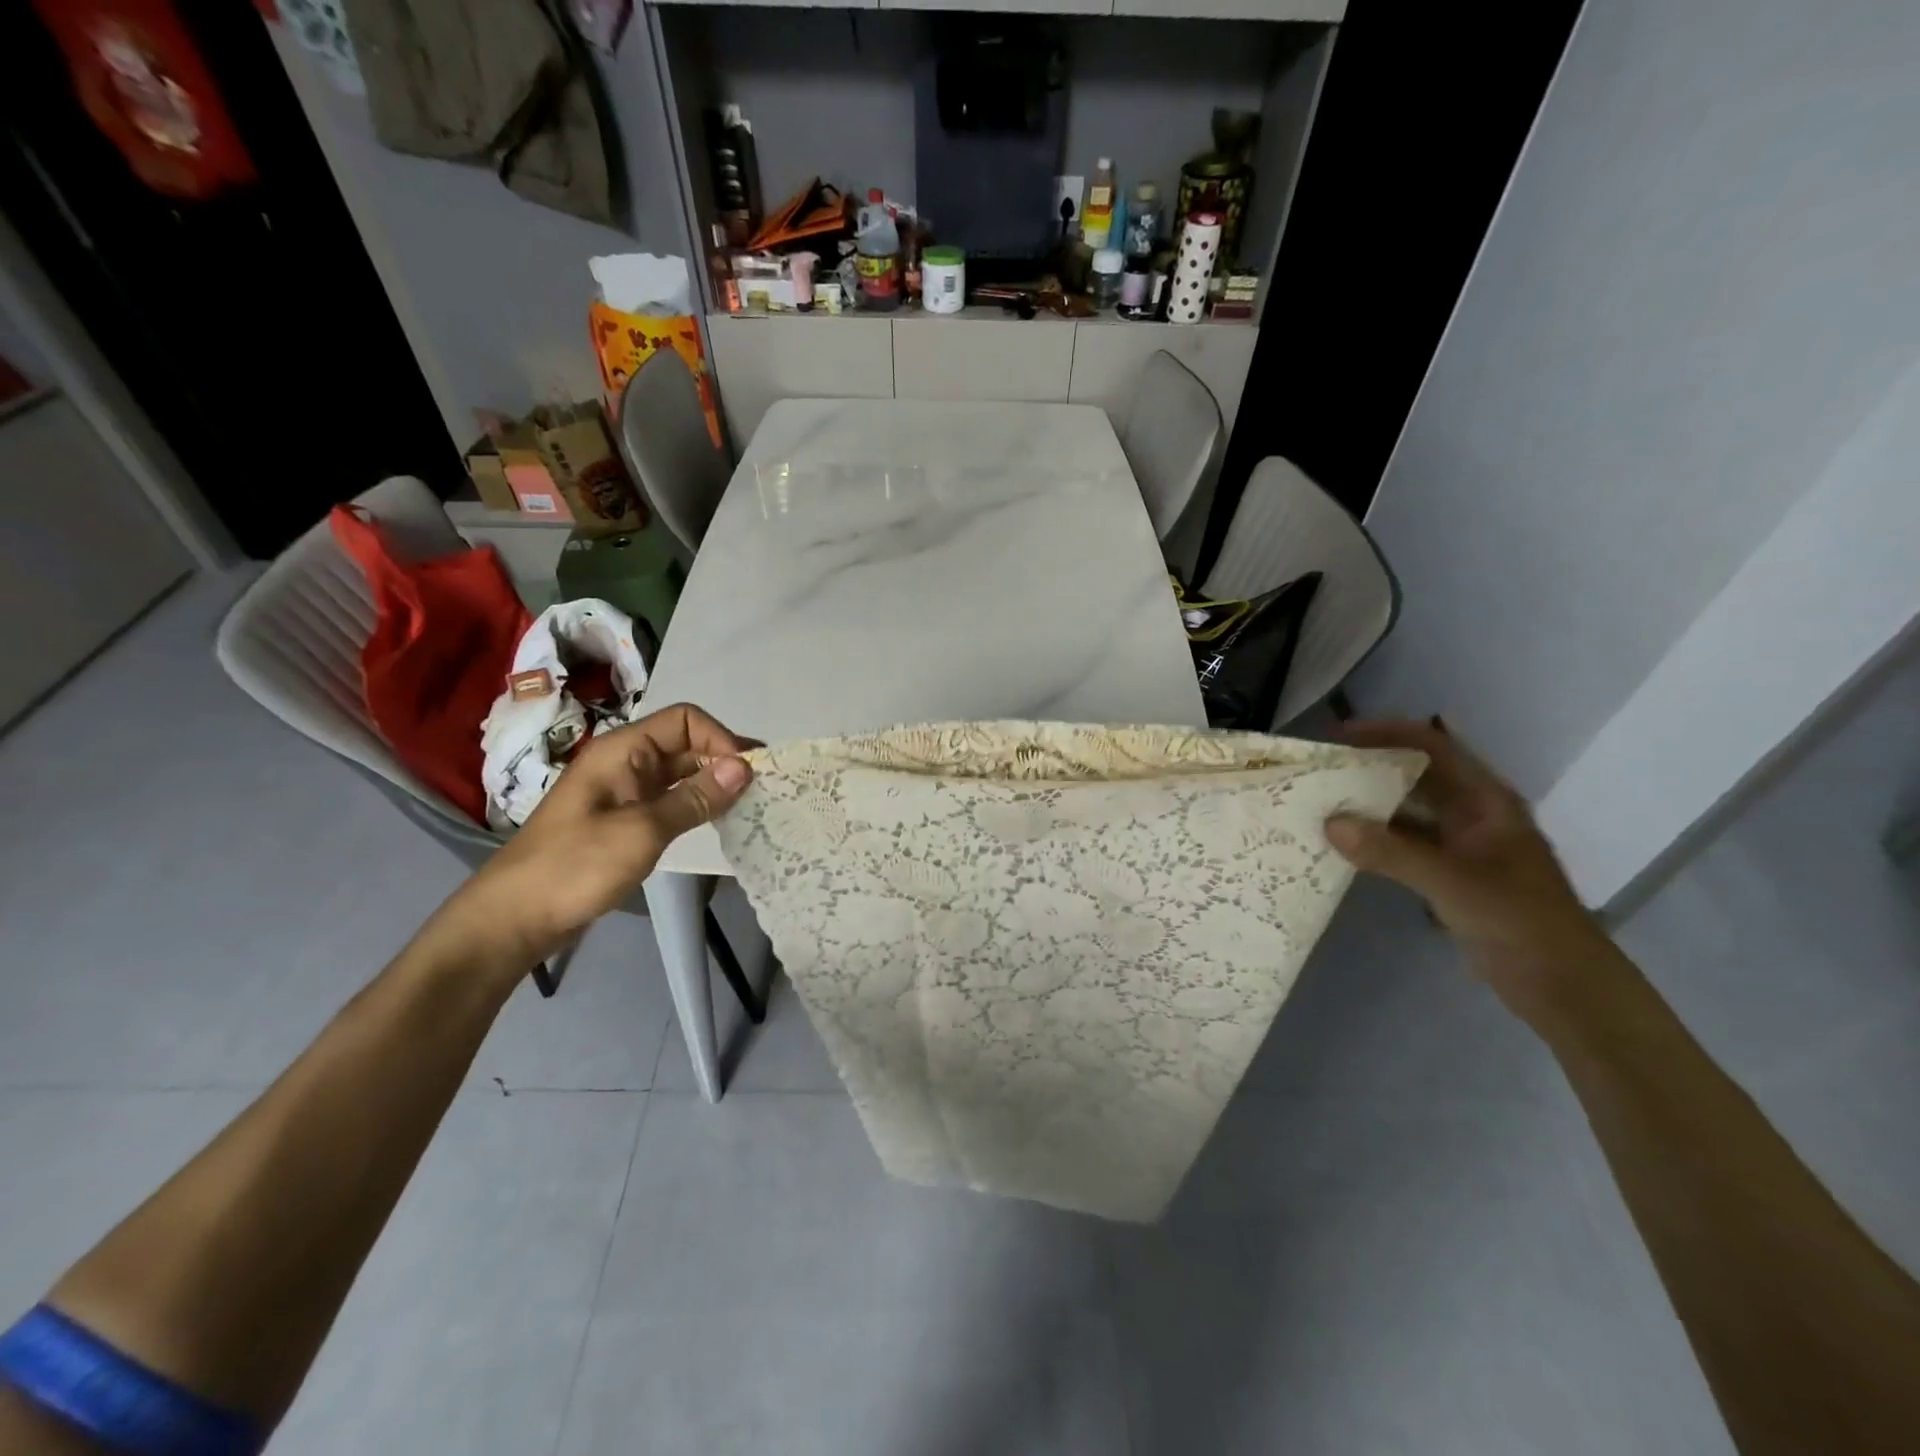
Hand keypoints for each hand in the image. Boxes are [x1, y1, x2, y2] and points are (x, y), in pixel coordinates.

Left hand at [443, 704, 754, 967]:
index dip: (720, 738)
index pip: (684, 720)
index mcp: (621, 750)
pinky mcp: (624, 820)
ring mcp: (623, 792)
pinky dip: (696, 804)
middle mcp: (624, 762)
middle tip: (762, 787)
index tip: (748, 773)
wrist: (514, 919)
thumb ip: (695, 798)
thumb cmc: (575, 866)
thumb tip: (744, 767)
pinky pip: (669, 799)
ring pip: (679, 773)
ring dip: (713, 782)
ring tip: (748, 803)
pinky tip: (717, 820)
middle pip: (685, 744)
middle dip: (723, 758)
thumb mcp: (642, 831)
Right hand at [1324, 718, 1616, 1018]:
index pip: (1433, 747)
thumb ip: (1390, 852)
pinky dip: (1376, 840)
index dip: (1388, 734)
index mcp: (1486, 801)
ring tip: (1323, 803)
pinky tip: (1344, 846)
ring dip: (1370, 806)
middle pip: (1417, 775)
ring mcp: (1462, 846)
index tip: (1339, 738)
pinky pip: (1405, 844)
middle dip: (1371, 768)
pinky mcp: (1451, 875)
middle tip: (1321, 771)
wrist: (1563, 985)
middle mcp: (1473, 814)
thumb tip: (1330, 823)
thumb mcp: (1452, 882)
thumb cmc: (1518, 920)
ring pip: (1408, 812)